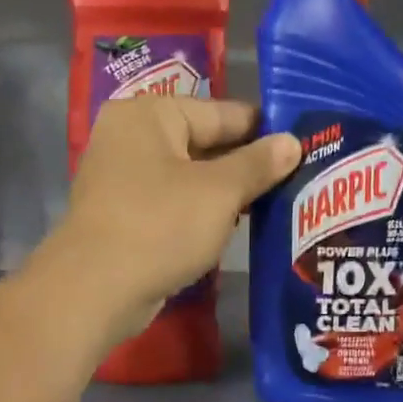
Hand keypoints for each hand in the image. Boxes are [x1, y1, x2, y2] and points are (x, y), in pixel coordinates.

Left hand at [36, 97, 300, 342]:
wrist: (96, 289)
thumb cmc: (160, 225)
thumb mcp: (219, 192)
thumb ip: (258, 164)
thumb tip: (293, 142)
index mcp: (149, 114)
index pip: (221, 112)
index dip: (265, 130)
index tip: (306, 143)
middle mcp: (130, 138)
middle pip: (203, 143)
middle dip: (247, 164)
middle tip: (299, 177)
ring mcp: (122, 179)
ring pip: (190, 177)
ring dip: (227, 192)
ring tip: (279, 202)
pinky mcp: (123, 216)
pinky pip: (173, 203)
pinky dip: (201, 212)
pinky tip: (236, 226)